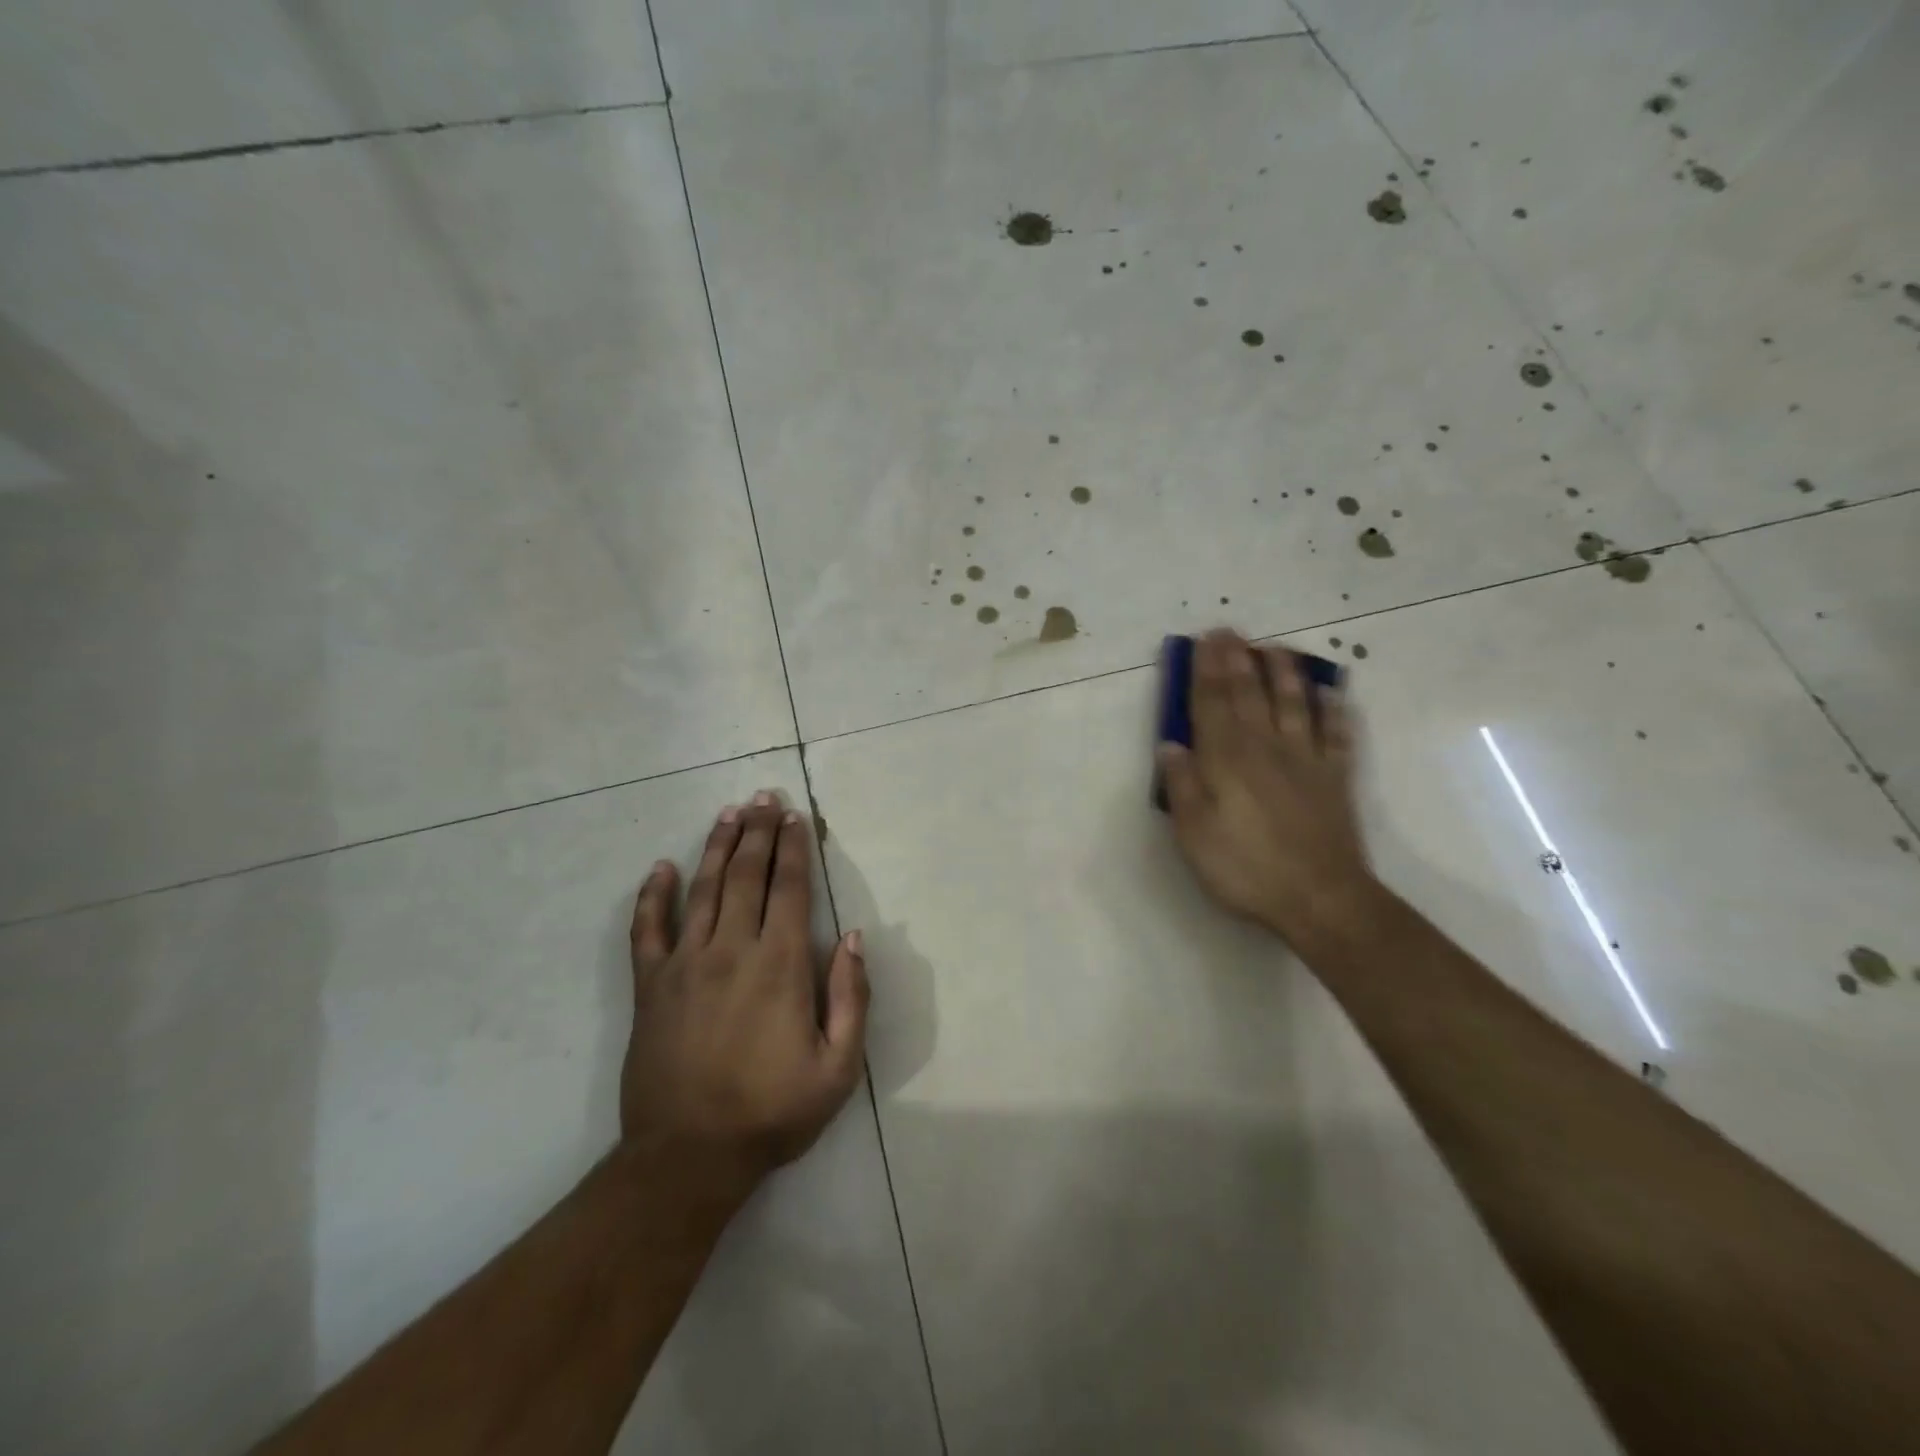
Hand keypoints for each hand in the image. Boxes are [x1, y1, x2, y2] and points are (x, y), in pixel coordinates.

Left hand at [622, 793, 868, 1187]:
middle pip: (746, 876)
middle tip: (763, 797)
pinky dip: (652, 896)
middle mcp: (732, 950)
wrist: (687, 1158)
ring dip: (716, 847)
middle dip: (758, 832)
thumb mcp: (839, 1068)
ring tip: (728, 813)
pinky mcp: (650, 986)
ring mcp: (685, 965)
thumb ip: (851, 997)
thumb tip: (855, 937)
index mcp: (779, 966)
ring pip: (703, 890)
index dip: (793, 849)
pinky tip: (660, 868)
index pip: (789, 889)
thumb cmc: (772, 1113)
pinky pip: (647, 930)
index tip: (794, 817)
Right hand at [1156, 631, 1375, 942]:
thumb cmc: (1245, 867)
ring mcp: (1305, 759)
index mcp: (1226, 759)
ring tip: (1274, 647)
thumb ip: (1182, 785)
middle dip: (1236, 660)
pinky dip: (1333, 709)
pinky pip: (1336, 733)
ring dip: (1282, 672)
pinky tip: (1331, 692)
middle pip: (1248, 694)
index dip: (1204, 671)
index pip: (1210, 704)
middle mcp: (1265, 747)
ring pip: (1293, 703)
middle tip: (1229, 631)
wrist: (1319, 897)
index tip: (1202, 641)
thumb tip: (1170, 745)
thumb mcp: (1194, 832)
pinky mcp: (1335, 777)